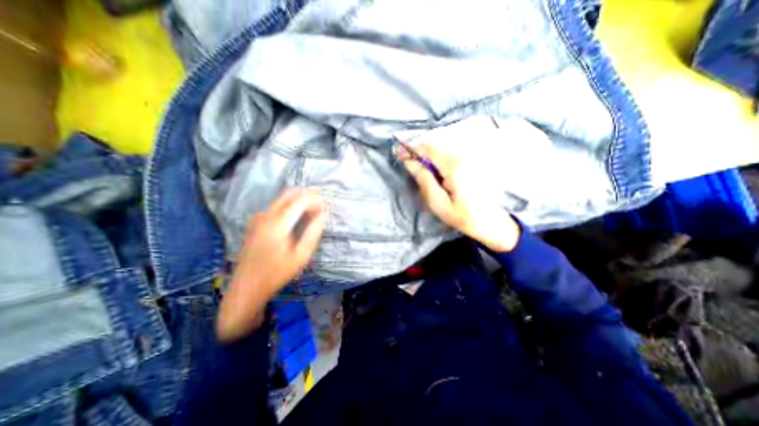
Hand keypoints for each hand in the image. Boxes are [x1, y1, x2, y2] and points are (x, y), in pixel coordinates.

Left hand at [219, 190, 328, 342]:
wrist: (247, 287)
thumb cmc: (276, 273)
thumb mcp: (300, 256)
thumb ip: (312, 232)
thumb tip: (322, 215)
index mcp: (277, 224)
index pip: (299, 201)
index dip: (315, 199)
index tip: (326, 205)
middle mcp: (265, 216)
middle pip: (288, 195)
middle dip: (307, 195)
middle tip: (321, 203)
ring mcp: (258, 218)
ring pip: (281, 199)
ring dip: (299, 200)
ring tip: (313, 210)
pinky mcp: (255, 223)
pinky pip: (276, 206)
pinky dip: (290, 205)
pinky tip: (298, 216)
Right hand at [399, 140, 518, 252]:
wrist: (493, 222)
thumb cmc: (464, 217)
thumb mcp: (438, 204)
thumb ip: (424, 181)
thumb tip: (410, 162)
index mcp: (455, 168)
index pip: (429, 148)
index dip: (412, 147)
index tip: (399, 152)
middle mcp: (465, 155)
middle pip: (437, 141)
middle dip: (420, 147)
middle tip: (408, 159)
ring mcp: (472, 155)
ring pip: (445, 143)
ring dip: (429, 149)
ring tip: (420, 162)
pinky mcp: (475, 159)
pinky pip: (453, 148)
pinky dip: (440, 152)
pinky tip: (436, 164)